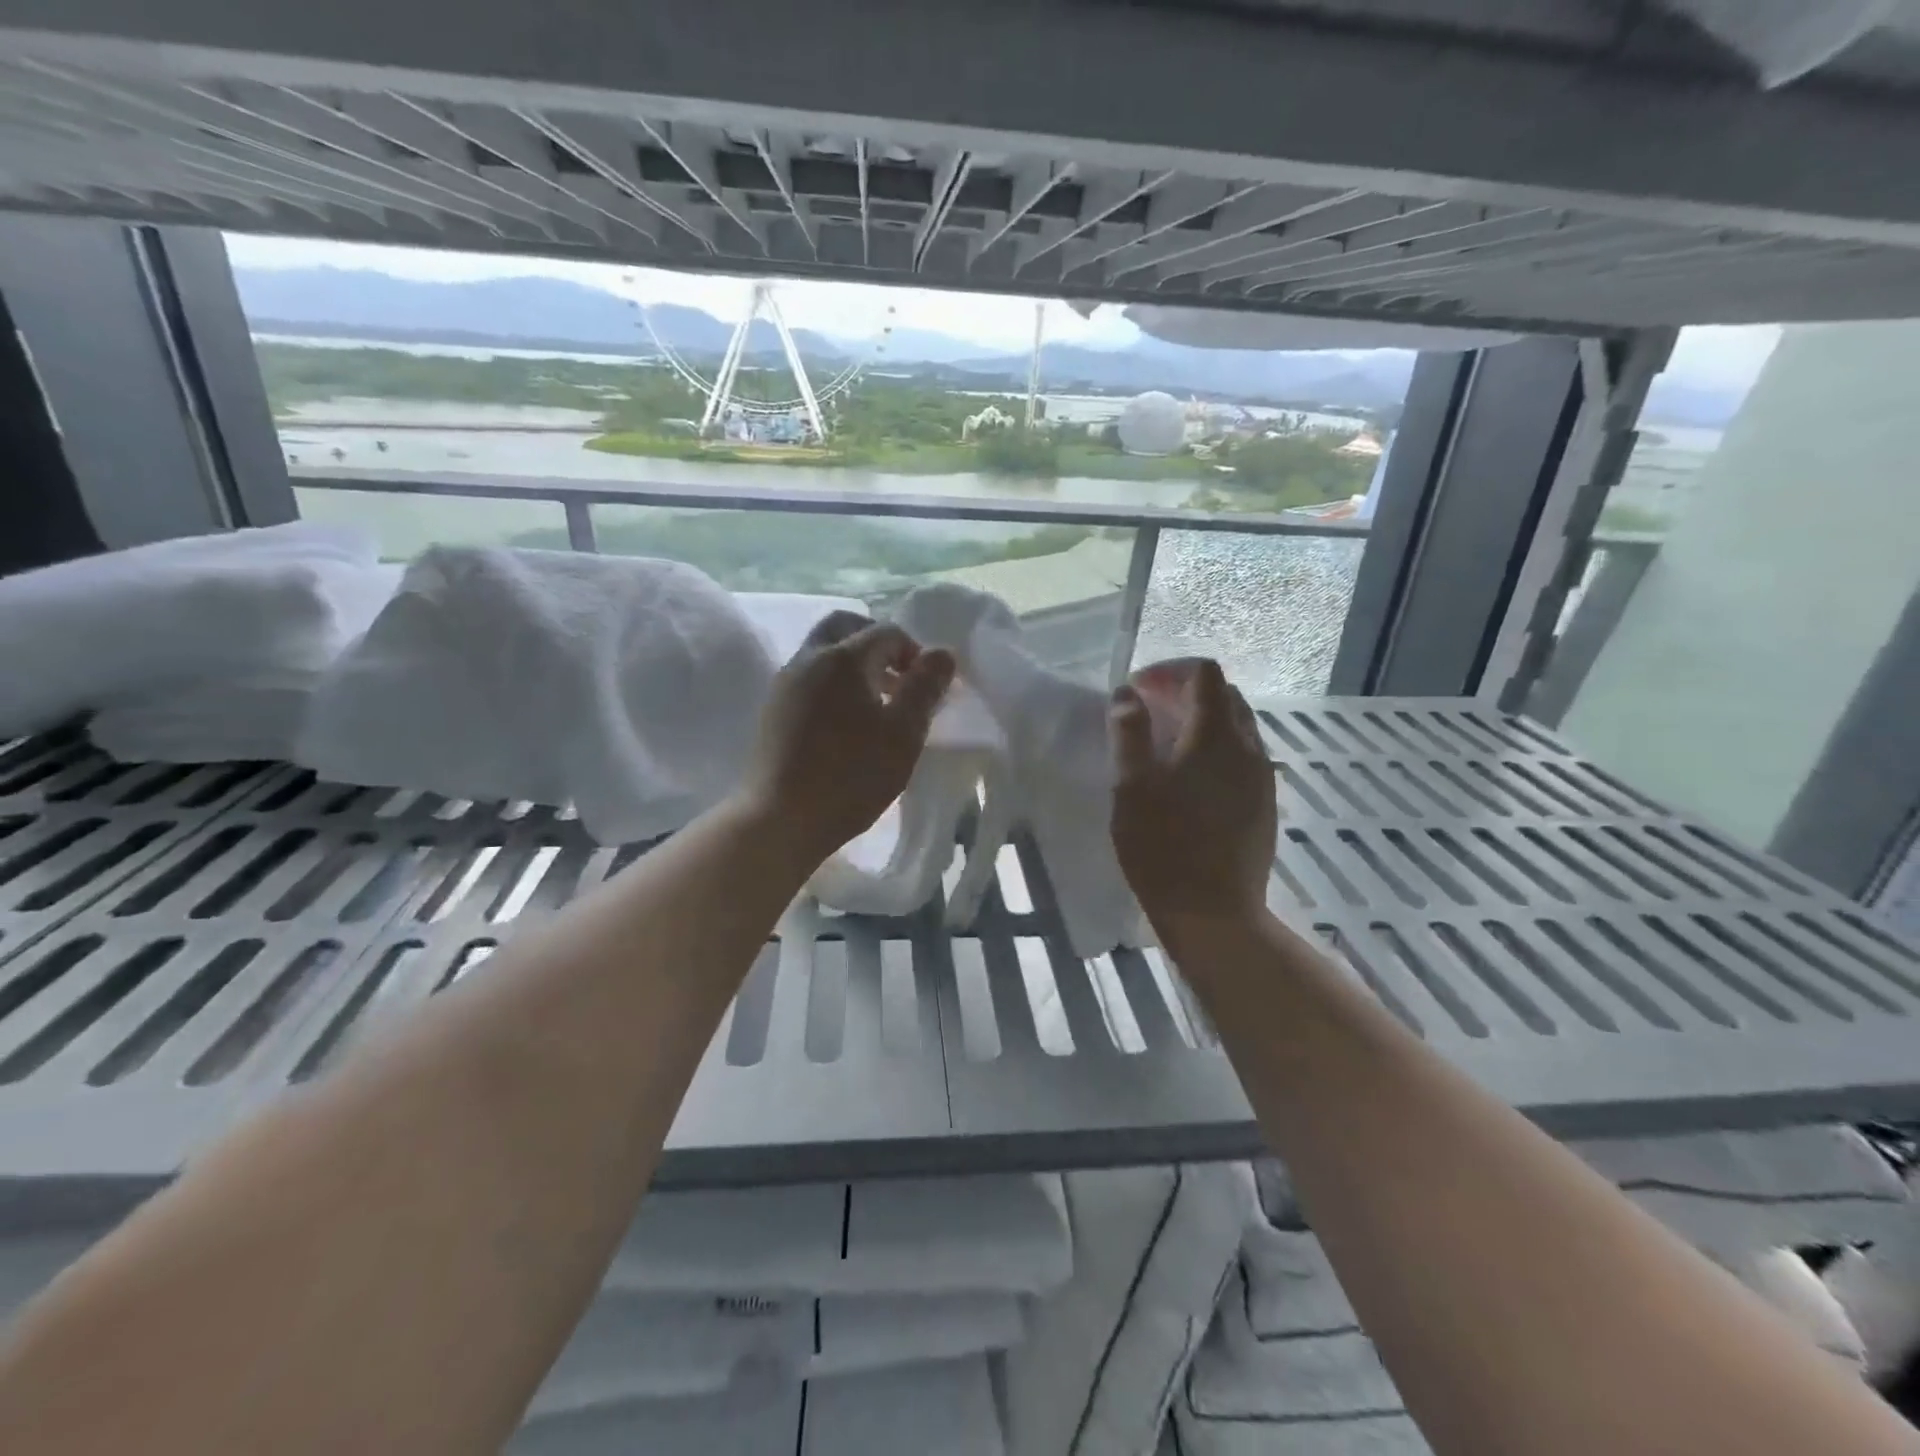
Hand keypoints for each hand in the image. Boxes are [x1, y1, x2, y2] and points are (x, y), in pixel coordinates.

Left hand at [742, 611, 954, 863]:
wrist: (780, 820)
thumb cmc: (851, 776)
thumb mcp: (902, 734)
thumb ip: (924, 688)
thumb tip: (942, 653)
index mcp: (843, 658)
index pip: (887, 632)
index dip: (915, 653)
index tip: (928, 688)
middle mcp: (808, 658)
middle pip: (846, 627)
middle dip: (878, 644)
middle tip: (900, 679)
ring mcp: (785, 683)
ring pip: (824, 652)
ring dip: (855, 664)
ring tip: (878, 705)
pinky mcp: (773, 710)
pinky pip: (810, 677)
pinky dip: (834, 683)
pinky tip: (847, 723)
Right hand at [1109, 659, 1275, 929]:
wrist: (1213, 912)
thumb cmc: (1162, 845)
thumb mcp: (1131, 786)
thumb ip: (1128, 733)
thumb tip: (1128, 695)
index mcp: (1216, 735)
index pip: (1204, 673)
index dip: (1169, 671)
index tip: (1137, 691)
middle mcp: (1248, 747)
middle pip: (1224, 695)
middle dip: (1184, 692)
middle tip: (1146, 713)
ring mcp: (1262, 777)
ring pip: (1236, 727)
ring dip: (1201, 721)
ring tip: (1164, 745)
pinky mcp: (1264, 804)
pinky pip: (1241, 757)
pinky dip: (1214, 749)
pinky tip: (1188, 779)